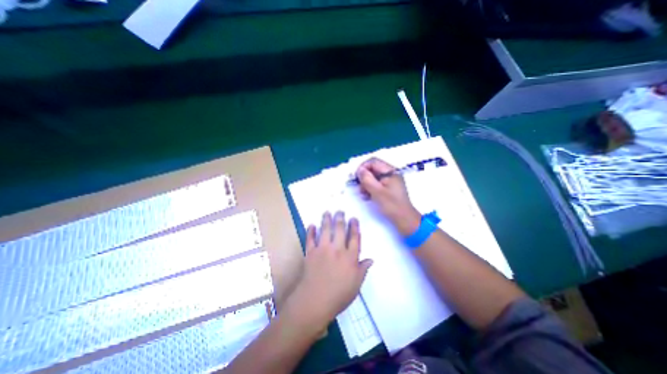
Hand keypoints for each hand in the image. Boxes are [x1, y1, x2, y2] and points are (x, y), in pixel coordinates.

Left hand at [288, 212, 374, 327]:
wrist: (315, 301)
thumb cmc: (339, 295)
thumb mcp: (356, 285)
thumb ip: (363, 269)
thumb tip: (371, 259)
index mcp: (350, 257)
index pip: (354, 238)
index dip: (354, 227)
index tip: (353, 218)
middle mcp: (337, 249)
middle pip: (340, 230)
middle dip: (341, 218)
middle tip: (340, 211)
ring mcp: (323, 249)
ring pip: (325, 230)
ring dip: (326, 220)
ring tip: (327, 212)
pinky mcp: (311, 252)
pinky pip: (310, 239)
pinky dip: (310, 231)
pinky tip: (311, 224)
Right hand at [357, 159, 417, 235]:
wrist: (404, 219)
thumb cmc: (391, 205)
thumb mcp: (377, 191)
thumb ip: (367, 179)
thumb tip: (359, 170)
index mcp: (390, 171)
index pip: (373, 162)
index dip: (363, 167)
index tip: (356, 177)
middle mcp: (391, 174)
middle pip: (373, 169)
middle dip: (364, 177)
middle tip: (359, 188)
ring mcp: (390, 181)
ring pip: (374, 177)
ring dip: (366, 184)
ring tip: (363, 194)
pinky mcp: (389, 189)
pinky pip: (377, 184)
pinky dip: (371, 188)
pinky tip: (367, 196)